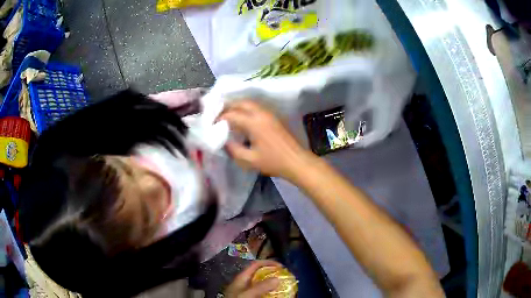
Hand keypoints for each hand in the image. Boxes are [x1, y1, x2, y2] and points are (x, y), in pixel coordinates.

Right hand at [219, 100, 314, 180]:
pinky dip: (246, 109)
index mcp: (254, 122)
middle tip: (218, 116)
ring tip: (228, 116)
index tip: (211, 125)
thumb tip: (223, 141)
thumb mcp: (249, 160)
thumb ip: (233, 149)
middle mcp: (261, 113)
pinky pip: (257, 107)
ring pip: (250, 103)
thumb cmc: (273, 162)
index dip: (219, 118)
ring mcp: (269, 113)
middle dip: (227, 107)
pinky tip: (243, 119)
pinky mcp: (274, 117)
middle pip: (241, 103)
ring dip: (237, 106)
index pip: (231, 115)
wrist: (297, 161)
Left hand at [224, 260, 281, 297]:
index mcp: (242, 278)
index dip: (268, 263)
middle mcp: (245, 283)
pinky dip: (269, 293)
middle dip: (273, 274)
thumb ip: (260, 287)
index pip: (255, 265)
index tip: (282, 267)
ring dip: (272, 285)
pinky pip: (261, 294)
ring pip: (262, 285)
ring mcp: (247, 292)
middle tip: (285, 278)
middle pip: (260, 274)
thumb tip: (278, 279)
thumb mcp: (246, 295)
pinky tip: (276, 296)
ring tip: (284, 287)